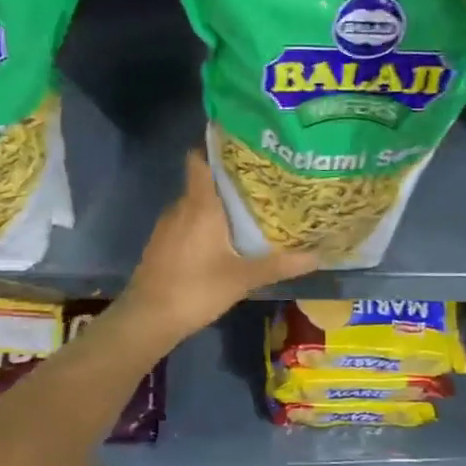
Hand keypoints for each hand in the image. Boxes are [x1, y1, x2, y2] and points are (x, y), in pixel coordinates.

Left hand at [118, 152, 317, 344]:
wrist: (148, 319)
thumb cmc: (196, 289)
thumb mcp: (242, 278)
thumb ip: (279, 265)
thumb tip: (318, 255)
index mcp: (199, 204)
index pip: (200, 159)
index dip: (217, 147)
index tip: (244, 146)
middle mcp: (180, 207)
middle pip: (203, 181)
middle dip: (229, 180)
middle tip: (262, 182)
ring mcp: (167, 226)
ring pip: (195, 204)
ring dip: (217, 205)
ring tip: (248, 209)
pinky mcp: (161, 244)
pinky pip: (186, 222)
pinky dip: (203, 224)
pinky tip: (223, 239)